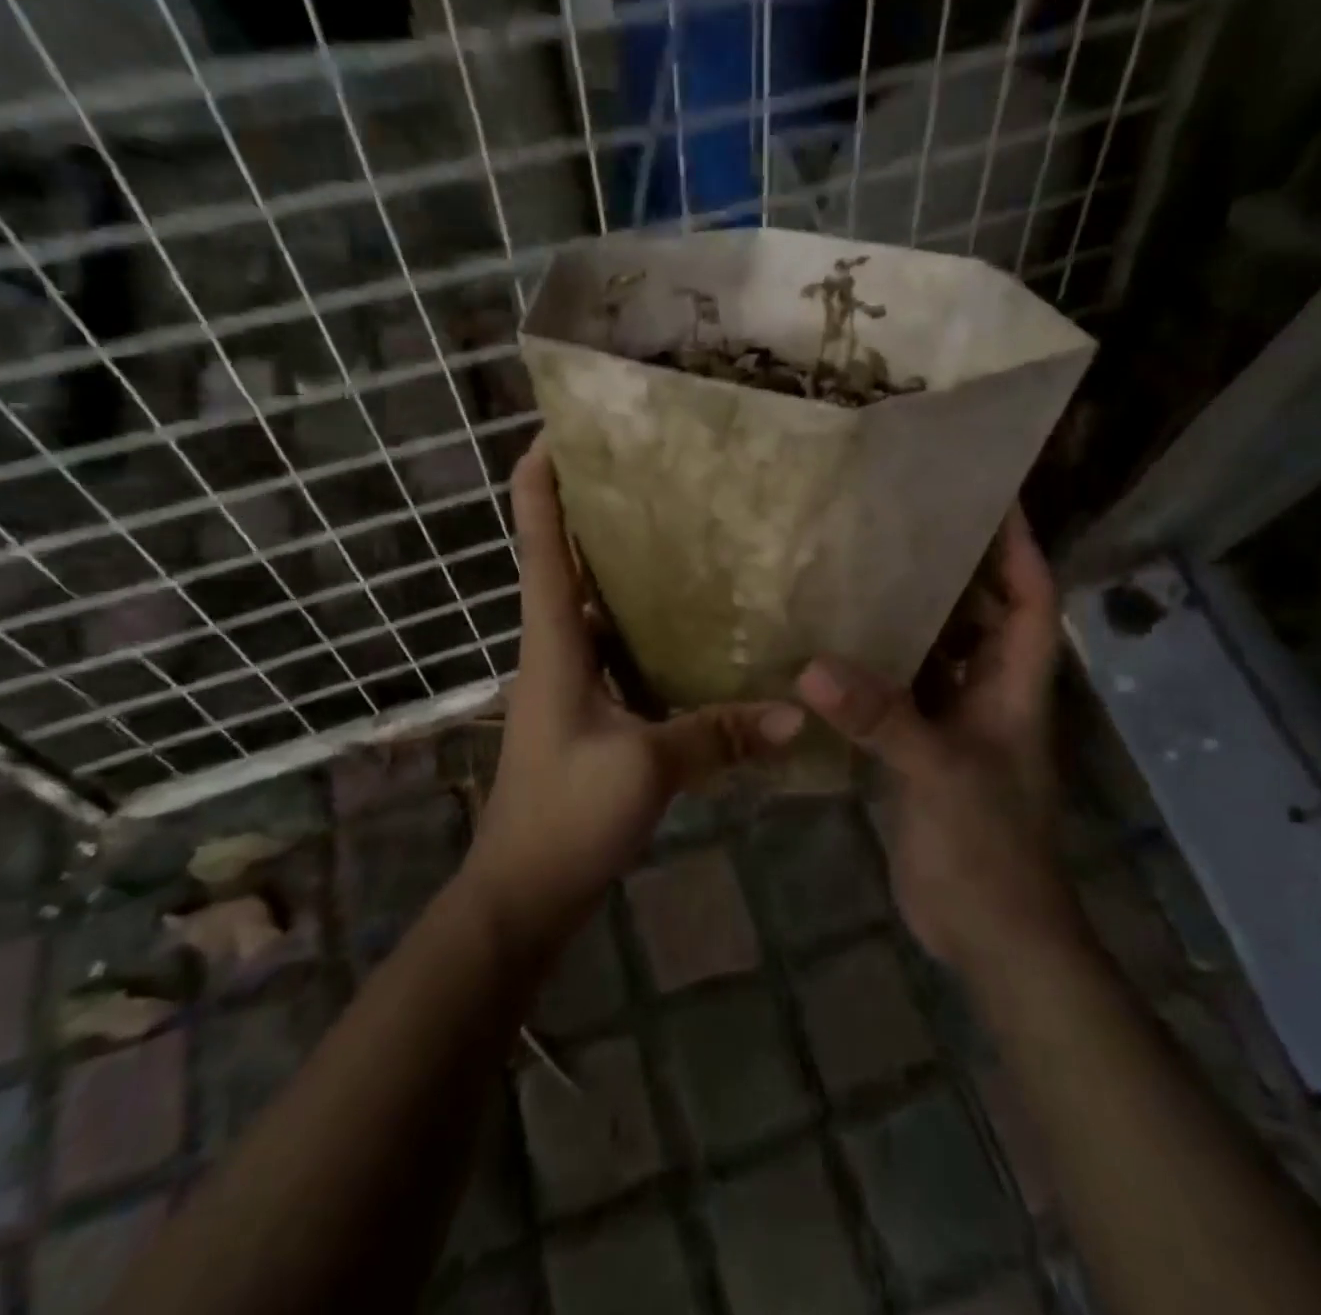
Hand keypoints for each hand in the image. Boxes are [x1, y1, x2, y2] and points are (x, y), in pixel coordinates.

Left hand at [466, 436, 804, 945]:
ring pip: (600, 609)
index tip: (560, 427)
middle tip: (658, 471)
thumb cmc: (565, 815)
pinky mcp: (592, 715)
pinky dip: (650, 632)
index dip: (541, 480)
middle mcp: (557, 648)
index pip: (540, 541)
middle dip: (600, 513)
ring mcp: (572, 683)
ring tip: (687, 533)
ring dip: (629, 572)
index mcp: (553, 640)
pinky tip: (699, 627)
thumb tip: (797, 713)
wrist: (523, 893)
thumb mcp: (647, 767)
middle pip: (569, 562)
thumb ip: (720, 734)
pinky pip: (622, 654)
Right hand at [795, 509, 1077, 968]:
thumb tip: (811, 667)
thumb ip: (882, 718)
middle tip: (905, 523)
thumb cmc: (989, 849)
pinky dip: (875, 672)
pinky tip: (834, 651)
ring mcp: (955, 725)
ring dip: (910, 619)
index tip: (994, 498)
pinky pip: (900, 697)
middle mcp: (989, 696)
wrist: (990, 933)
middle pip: (981, 617)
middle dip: (956, 570)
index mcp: (1015, 688)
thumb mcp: (939, 774)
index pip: (1032, 600)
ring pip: (936, 655)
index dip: (1020, 548)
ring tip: (862, 571)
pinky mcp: (922, 753)